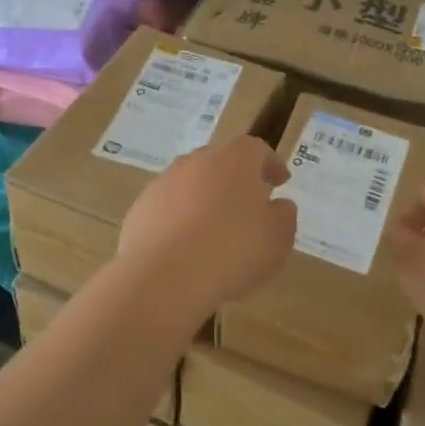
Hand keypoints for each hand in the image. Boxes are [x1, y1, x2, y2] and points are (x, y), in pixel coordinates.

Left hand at [113, 136, 297, 327]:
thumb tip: (279, 205)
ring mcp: (164, 181)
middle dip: (236, 180)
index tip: (280, 182)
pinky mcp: (141, 207)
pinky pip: (169, 207)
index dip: (270, 165)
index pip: (257, 150)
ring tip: (216, 231)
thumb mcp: (277, 239)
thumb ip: (283, 216)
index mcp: (235, 159)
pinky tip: (187, 248)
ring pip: (192, 184)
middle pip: (221, 162)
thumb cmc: (232, 251)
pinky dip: (181, 219)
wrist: (163, 275)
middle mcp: (197, 160)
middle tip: (249, 205)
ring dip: (205, 200)